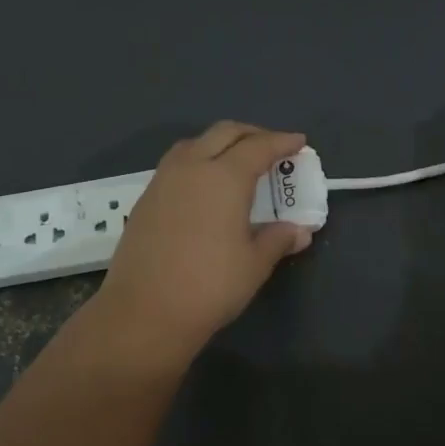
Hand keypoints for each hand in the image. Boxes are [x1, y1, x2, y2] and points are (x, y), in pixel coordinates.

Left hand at [95, 121, 312, 360]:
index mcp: (224, 177)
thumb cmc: (210, 285)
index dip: (282, 142)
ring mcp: (163, 181)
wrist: (144, 312)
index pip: (259, 147)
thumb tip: (300, 231)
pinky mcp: (146, 199)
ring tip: (237, 161)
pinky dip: (198, 161)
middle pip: (224, 133)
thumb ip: (278, 239)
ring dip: (220, 143)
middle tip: (272, 147)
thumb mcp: (255, 264)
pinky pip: (177, 164)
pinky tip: (205, 186)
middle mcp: (192, 167)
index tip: (299, 141)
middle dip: (252, 134)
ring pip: (195, 144)